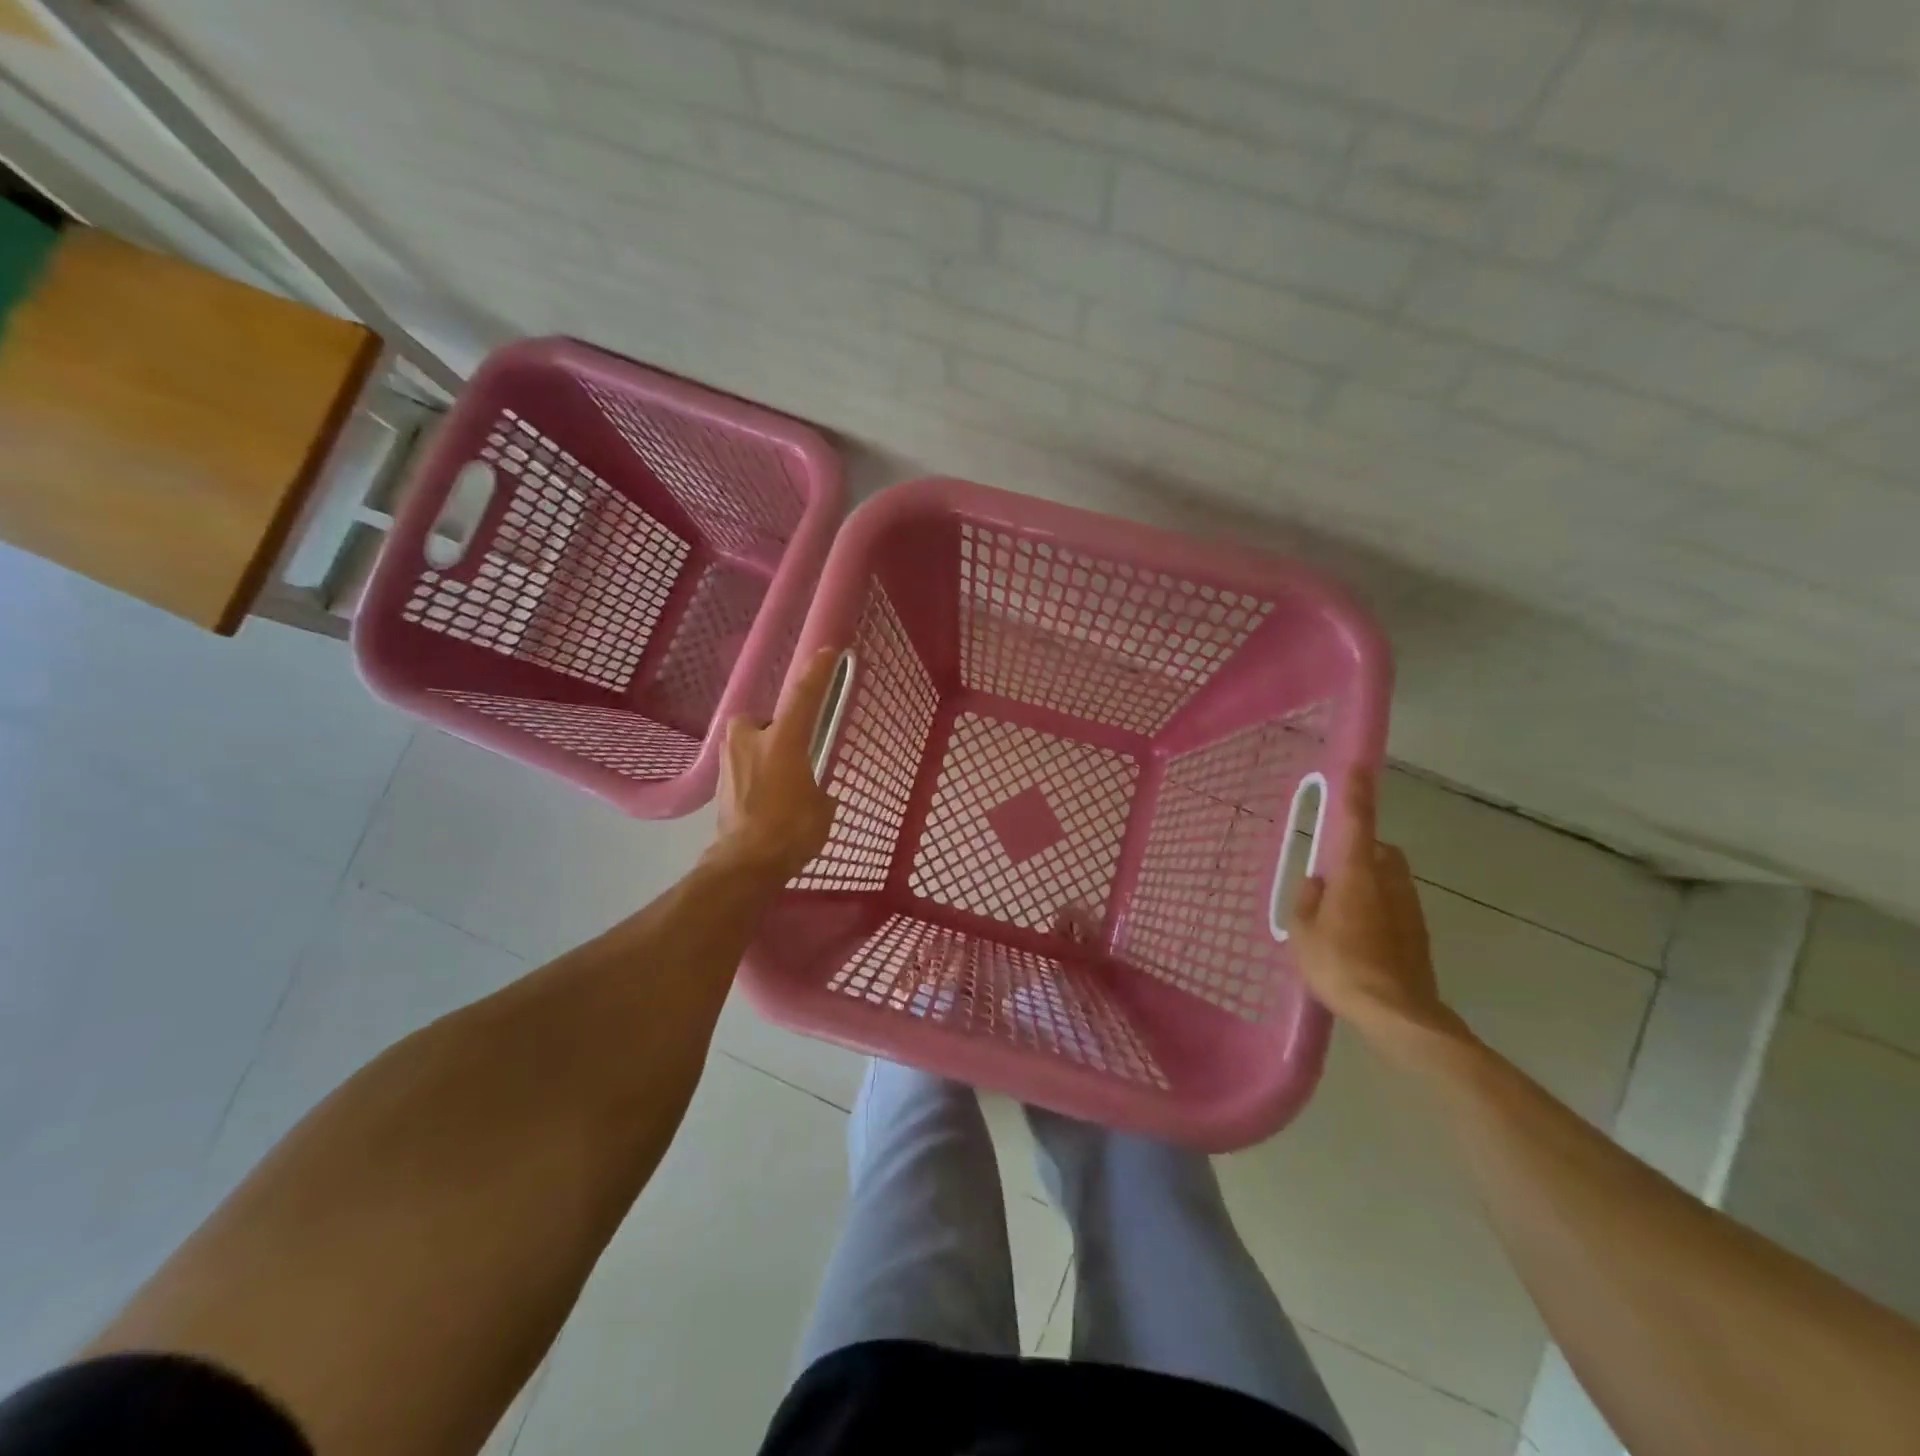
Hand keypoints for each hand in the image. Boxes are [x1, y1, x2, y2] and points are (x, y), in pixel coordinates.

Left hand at [711, 648, 839, 880]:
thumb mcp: (822, 806)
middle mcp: (750, 740)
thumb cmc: (792, 830)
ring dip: (764, 755)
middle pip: (766, 720)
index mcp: (783, 739)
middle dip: (778, 733)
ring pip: (750, 743)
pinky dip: (754, 776)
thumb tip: (812, 792)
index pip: (803, 695)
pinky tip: (765, 800)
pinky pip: (742, 766)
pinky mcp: (719, 782)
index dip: (817, 672)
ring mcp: (729, 760)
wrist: (745, 863)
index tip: (829, 652)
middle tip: (795, 756)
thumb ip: (818, 788)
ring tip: (780, 783)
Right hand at [1290, 770, 1458, 1043]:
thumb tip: (1318, 883)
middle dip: (1361, 850)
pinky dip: (1377, 909)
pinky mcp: (1419, 933)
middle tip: (1332, 873)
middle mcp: (1389, 882)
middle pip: (1378, 850)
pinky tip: (1359, 939)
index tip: (1358, 767)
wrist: (1397, 1014)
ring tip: (1341, 914)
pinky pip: (1394, 905)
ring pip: (1389, 879)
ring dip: (1369, 882)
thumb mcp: (1303, 932)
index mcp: (1356, 875)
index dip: (1356, 792)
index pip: (1356, 822)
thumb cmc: (1340, 965)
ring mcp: (1409, 908)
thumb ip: (1307, 900)